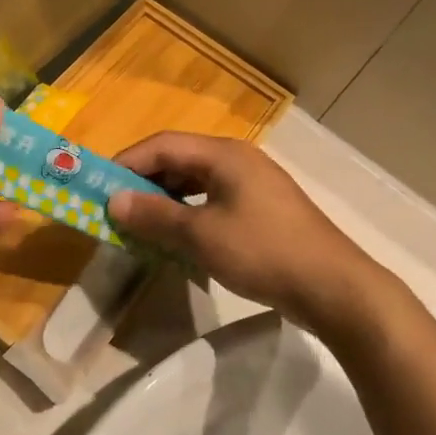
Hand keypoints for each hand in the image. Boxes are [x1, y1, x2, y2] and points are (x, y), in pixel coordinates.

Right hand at [107, 134, 407, 343]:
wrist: (336, 289)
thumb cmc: (263, 252)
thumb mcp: (200, 236)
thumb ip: (154, 216)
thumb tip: (113, 202)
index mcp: (223, 154)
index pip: (162, 145)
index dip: (127, 162)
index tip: (100, 185)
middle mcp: (237, 159)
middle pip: (178, 159)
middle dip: (144, 181)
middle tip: (117, 206)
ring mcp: (253, 184)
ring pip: (195, 180)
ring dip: (165, 198)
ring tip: (141, 221)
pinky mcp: (262, 209)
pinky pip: (212, 199)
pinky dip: (188, 212)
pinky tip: (177, 235)